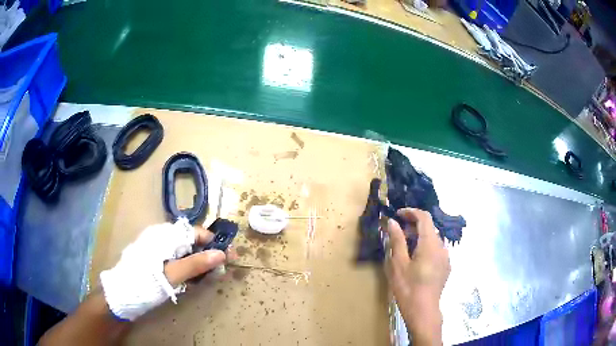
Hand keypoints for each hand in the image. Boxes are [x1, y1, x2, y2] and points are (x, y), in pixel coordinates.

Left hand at [100, 218, 227, 320]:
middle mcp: (161, 237)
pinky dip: (186, 268)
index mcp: (164, 235)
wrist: (121, 296)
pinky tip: (189, 280)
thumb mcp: (172, 275)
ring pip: (184, 251)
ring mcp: (157, 248)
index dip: (213, 242)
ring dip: (197, 263)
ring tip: (205, 278)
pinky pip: (176, 259)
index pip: (195, 232)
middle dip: (207, 254)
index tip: (228, 257)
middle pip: (191, 241)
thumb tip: (221, 254)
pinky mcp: (155, 259)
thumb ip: (196, 264)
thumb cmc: (145, 283)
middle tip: (218, 272)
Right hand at [386, 208, 449, 345]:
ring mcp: (446, 257)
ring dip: (419, 236)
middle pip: (429, 227)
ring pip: (433, 239)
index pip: (424, 217)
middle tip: (397, 232)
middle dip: (413, 225)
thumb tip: (393, 222)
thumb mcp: (398, 264)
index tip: (397, 215)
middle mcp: (442, 247)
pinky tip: (415, 259)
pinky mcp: (446, 266)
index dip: (411, 212)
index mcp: (430, 244)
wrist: (423, 311)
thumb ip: (397, 241)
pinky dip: (426, 246)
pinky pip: (436, 249)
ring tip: (404, 246)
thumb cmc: (408, 288)